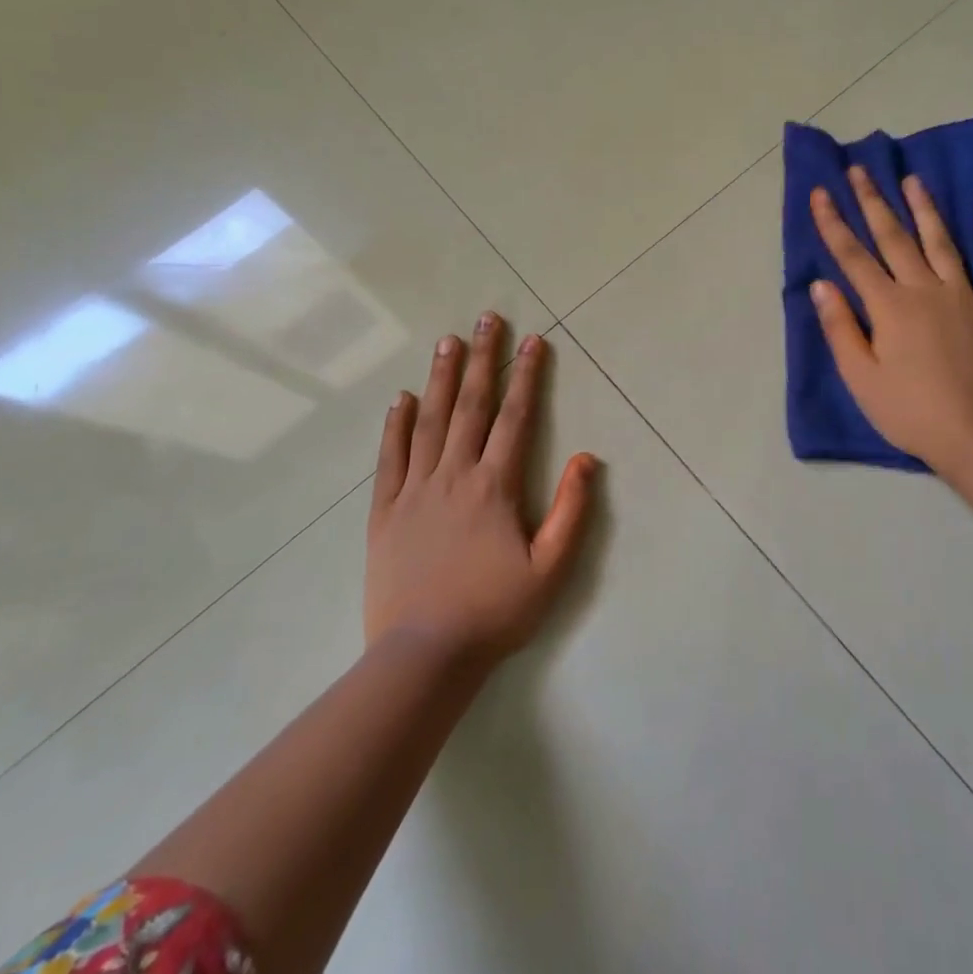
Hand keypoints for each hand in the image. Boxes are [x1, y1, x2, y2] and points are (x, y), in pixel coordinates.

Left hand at [365, 313, 596, 666]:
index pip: (515, 418)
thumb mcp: (551, 569)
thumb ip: (571, 510)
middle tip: (487, 318)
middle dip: (482, 359)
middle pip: (470, 406)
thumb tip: (587, 458)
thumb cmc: (494, 612)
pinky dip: (396, 425)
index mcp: (494, 486)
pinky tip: (401, 399)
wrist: (425, 655)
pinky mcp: (385, 511)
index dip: (526, 376)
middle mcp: (453, 475)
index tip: (532, 340)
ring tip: (447, 341)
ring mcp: (414, 490)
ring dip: (441, 378)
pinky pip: (390, 458)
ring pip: (429, 421)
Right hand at [809, 168, 972, 471]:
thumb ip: (841, 327)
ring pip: (942, 243)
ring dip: (925, 210)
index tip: (820, 193)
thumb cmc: (910, 412)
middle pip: (894, 238)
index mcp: (889, 306)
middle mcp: (925, 290)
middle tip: (860, 170)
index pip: (853, 257)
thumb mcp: (861, 377)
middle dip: (873, 202)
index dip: (833, 224)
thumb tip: (822, 285)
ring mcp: (965, 297)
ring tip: (913, 180)